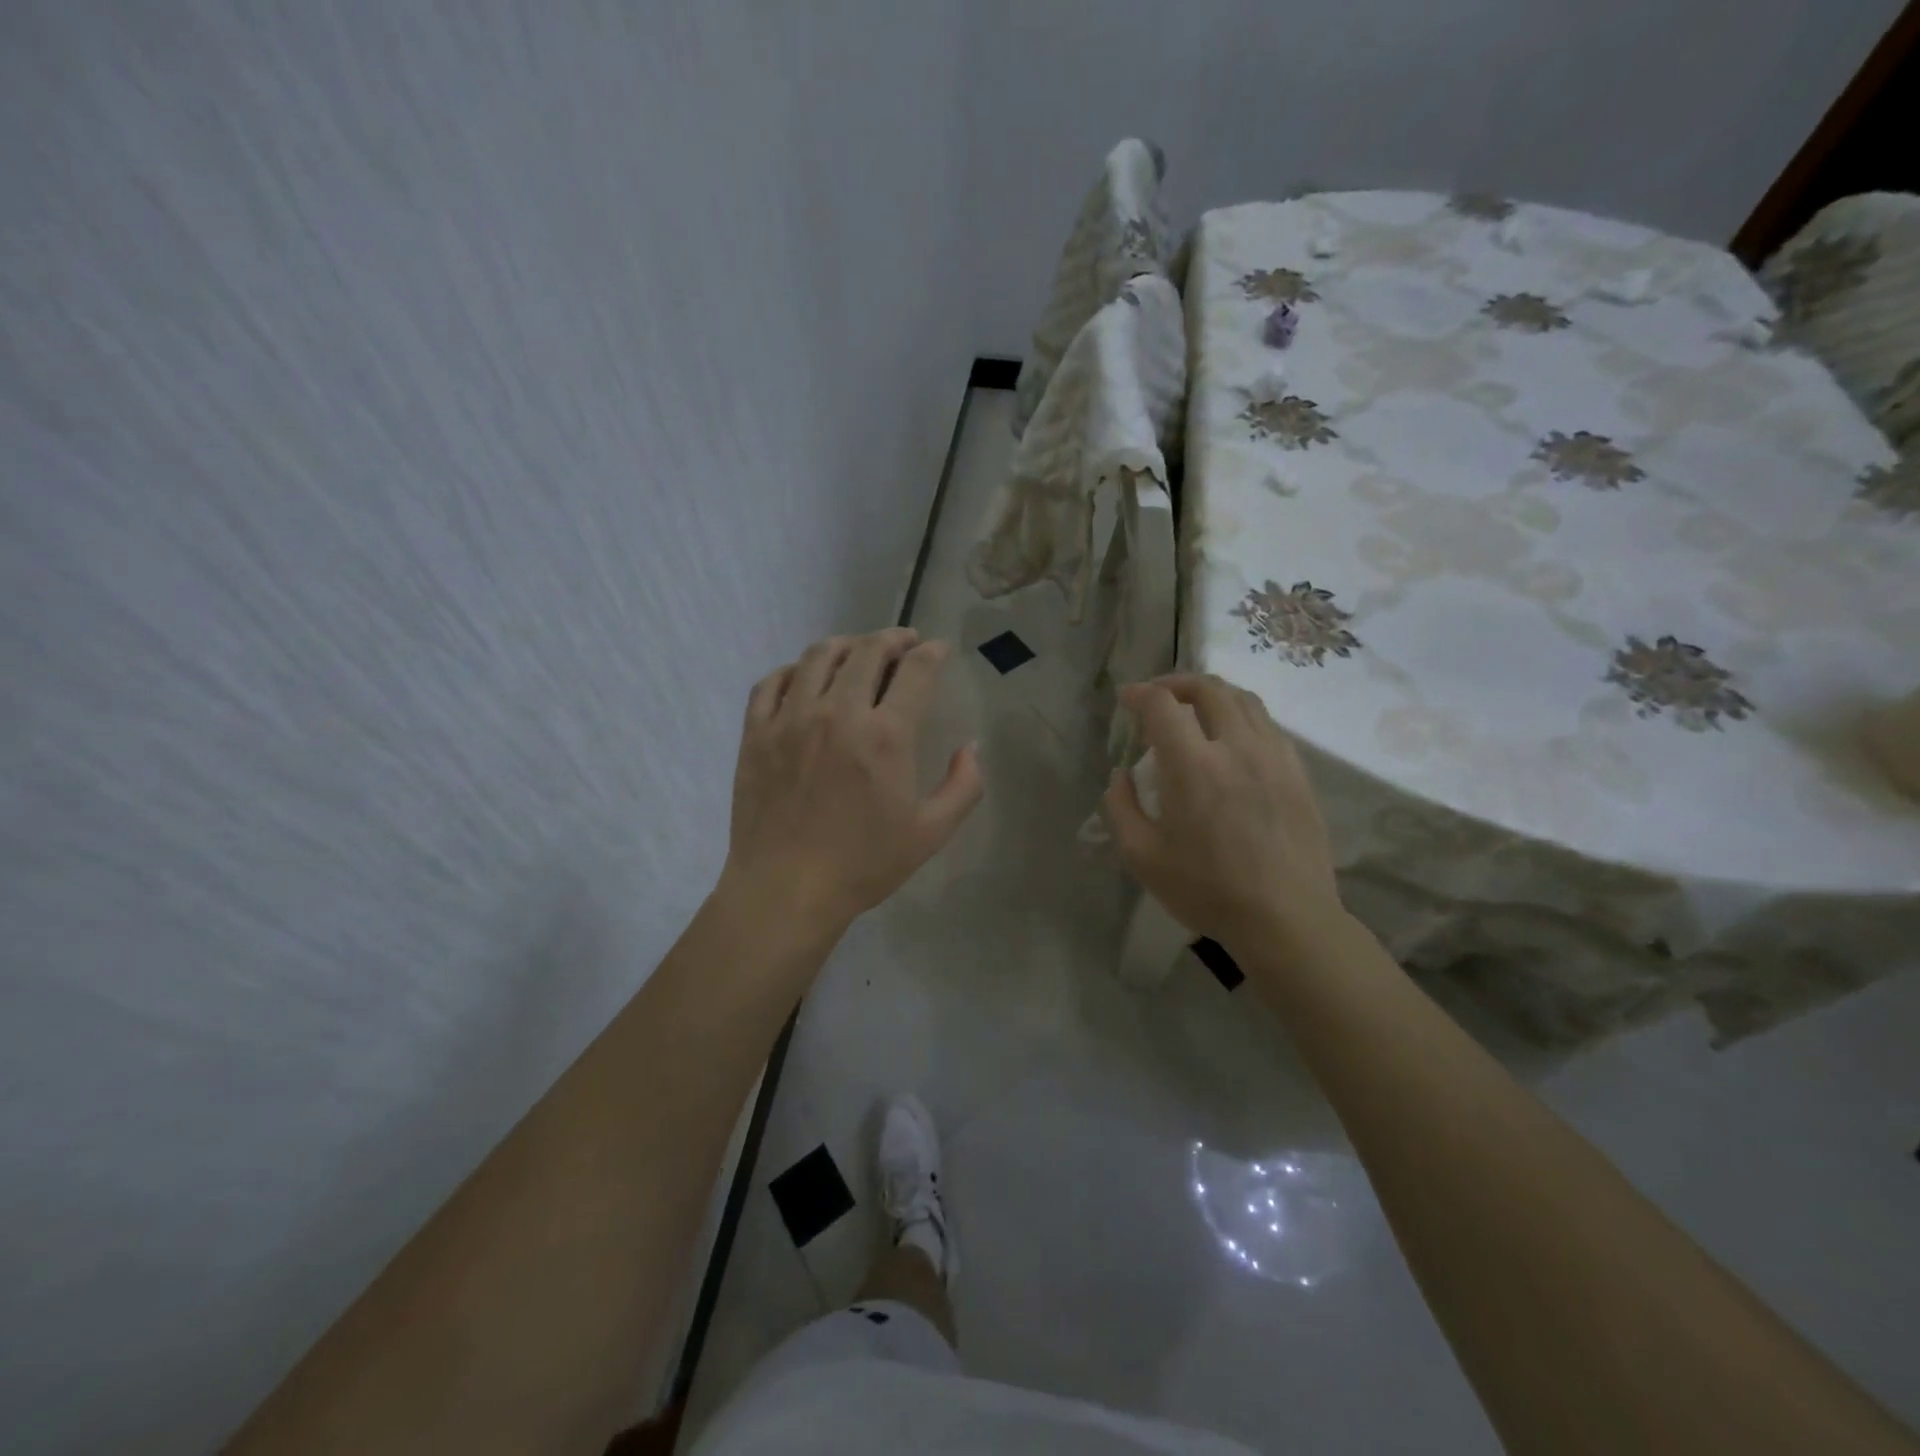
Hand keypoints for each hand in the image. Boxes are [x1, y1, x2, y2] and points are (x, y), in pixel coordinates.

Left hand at [722, 628, 983, 932]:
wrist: (786, 890)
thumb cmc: (863, 864)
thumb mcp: (931, 833)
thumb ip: (963, 786)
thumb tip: (971, 748)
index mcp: (886, 735)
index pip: (916, 670)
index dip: (932, 652)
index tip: (938, 650)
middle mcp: (838, 713)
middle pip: (867, 651)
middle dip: (892, 638)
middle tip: (903, 643)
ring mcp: (791, 719)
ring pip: (818, 656)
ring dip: (845, 644)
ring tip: (857, 650)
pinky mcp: (756, 733)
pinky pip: (772, 682)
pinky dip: (793, 669)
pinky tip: (804, 677)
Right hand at [1103, 674, 1341, 952]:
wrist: (1286, 919)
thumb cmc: (1207, 890)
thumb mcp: (1142, 856)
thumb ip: (1120, 807)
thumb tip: (1120, 774)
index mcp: (1194, 765)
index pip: (1163, 705)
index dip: (1139, 694)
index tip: (1125, 699)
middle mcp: (1237, 747)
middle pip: (1208, 689)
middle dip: (1176, 683)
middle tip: (1157, 696)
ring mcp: (1274, 757)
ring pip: (1244, 700)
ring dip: (1212, 694)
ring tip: (1194, 709)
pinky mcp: (1298, 772)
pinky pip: (1268, 725)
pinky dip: (1241, 716)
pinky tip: (1231, 740)